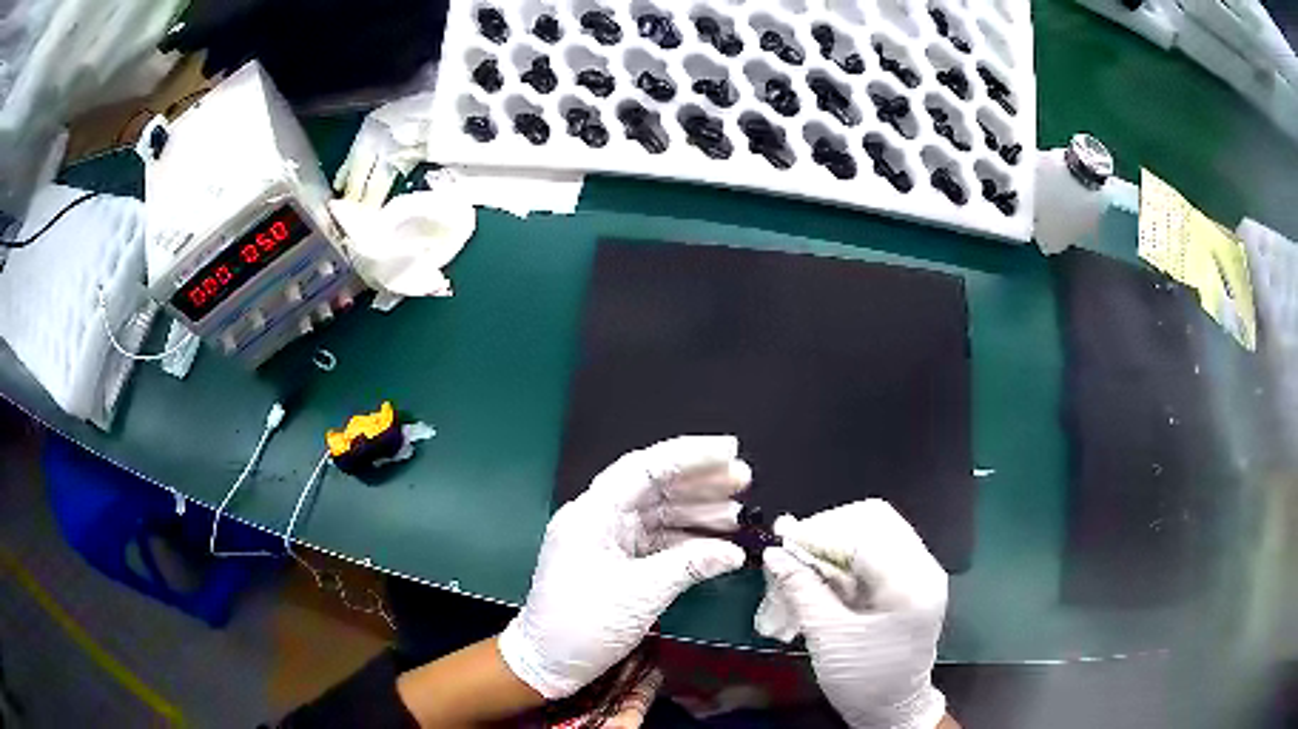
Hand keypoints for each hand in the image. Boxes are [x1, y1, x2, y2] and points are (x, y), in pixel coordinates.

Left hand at [498, 436, 749, 698]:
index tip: (730, 451)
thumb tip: (734, 552)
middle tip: (744, 480)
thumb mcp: (641, 594)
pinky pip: (656, 539)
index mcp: (592, 514)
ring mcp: (606, 540)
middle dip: (700, 482)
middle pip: (654, 487)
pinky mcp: (615, 561)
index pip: (644, 468)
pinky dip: (687, 540)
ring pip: (659, 513)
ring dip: (698, 512)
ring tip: (738, 513)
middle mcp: (598, 518)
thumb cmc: (583, 625)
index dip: (690, 455)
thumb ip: (690, 565)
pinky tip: (718, 543)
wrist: (548, 662)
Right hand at [761, 500, 948, 728]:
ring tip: (798, 563)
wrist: (893, 709)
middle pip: (874, 520)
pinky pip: (874, 552)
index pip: (866, 532)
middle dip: (827, 531)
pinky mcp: (908, 581)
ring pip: (873, 532)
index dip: (820, 532)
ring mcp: (918, 571)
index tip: (782, 541)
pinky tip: (817, 574)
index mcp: (911, 582)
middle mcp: (922, 566)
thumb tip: (774, 553)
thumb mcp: (828, 637)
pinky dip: (842, 558)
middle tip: (790, 551)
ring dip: (832, 543)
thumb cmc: (864, 680)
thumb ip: (801, 589)